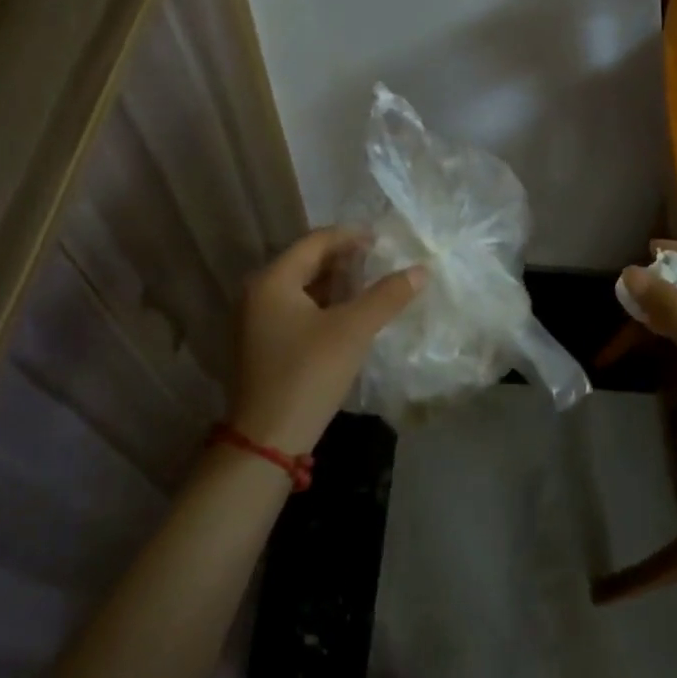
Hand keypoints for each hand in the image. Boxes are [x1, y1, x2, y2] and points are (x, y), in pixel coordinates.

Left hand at [229, 228, 423, 455]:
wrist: (267, 441)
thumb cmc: (308, 374)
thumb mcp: (353, 330)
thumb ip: (387, 296)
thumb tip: (421, 270)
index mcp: (272, 280)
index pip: (315, 242)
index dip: (351, 236)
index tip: (382, 239)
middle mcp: (257, 293)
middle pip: (306, 262)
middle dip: (344, 259)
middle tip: (380, 260)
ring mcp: (255, 320)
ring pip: (302, 287)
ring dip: (335, 282)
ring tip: (370, 284)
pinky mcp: (261, 344)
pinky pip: (296, 309)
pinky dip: (323, 304)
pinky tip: (348, 314)